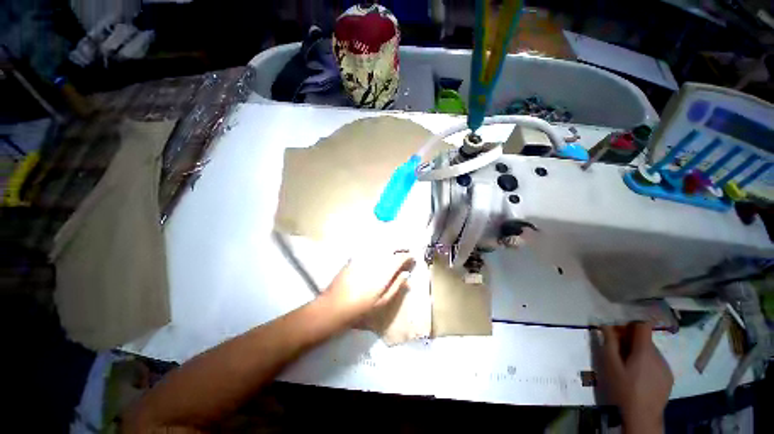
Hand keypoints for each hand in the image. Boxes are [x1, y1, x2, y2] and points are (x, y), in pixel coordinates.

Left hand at [324, 252, 414, 319]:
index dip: (408, 256)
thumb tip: (407, 275)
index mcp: (384, 271)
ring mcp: (364, 257)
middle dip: (400, 248)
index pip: (400, 258)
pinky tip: (378, 253)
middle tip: (405, 252)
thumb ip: (396, 286)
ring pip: (381, 247)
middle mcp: (375, 260)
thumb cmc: (361, 308)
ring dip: (390, 247)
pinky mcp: (355, 258)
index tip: (413, 257)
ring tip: (394, 251)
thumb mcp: (382, 302)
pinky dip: (377, 249)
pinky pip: (369, 249)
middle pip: (391, 249)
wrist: (334, 306)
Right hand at [599, 322, 673, 432]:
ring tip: (627, 365)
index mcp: (645, 350)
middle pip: (645, 339)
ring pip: (651, 351)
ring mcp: (666, 367)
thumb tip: (606, 324)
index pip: (643, 325)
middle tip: (617, 349)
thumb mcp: (611, 365)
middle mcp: (659, 355)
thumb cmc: (624, 388)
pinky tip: (638, 376)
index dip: (631, 324)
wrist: (643, 416)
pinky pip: (656, 363)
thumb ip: (610, 343)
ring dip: (638, 352)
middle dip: (631, 340)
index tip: (619, 330)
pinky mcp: (668, 378)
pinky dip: (646, 363)